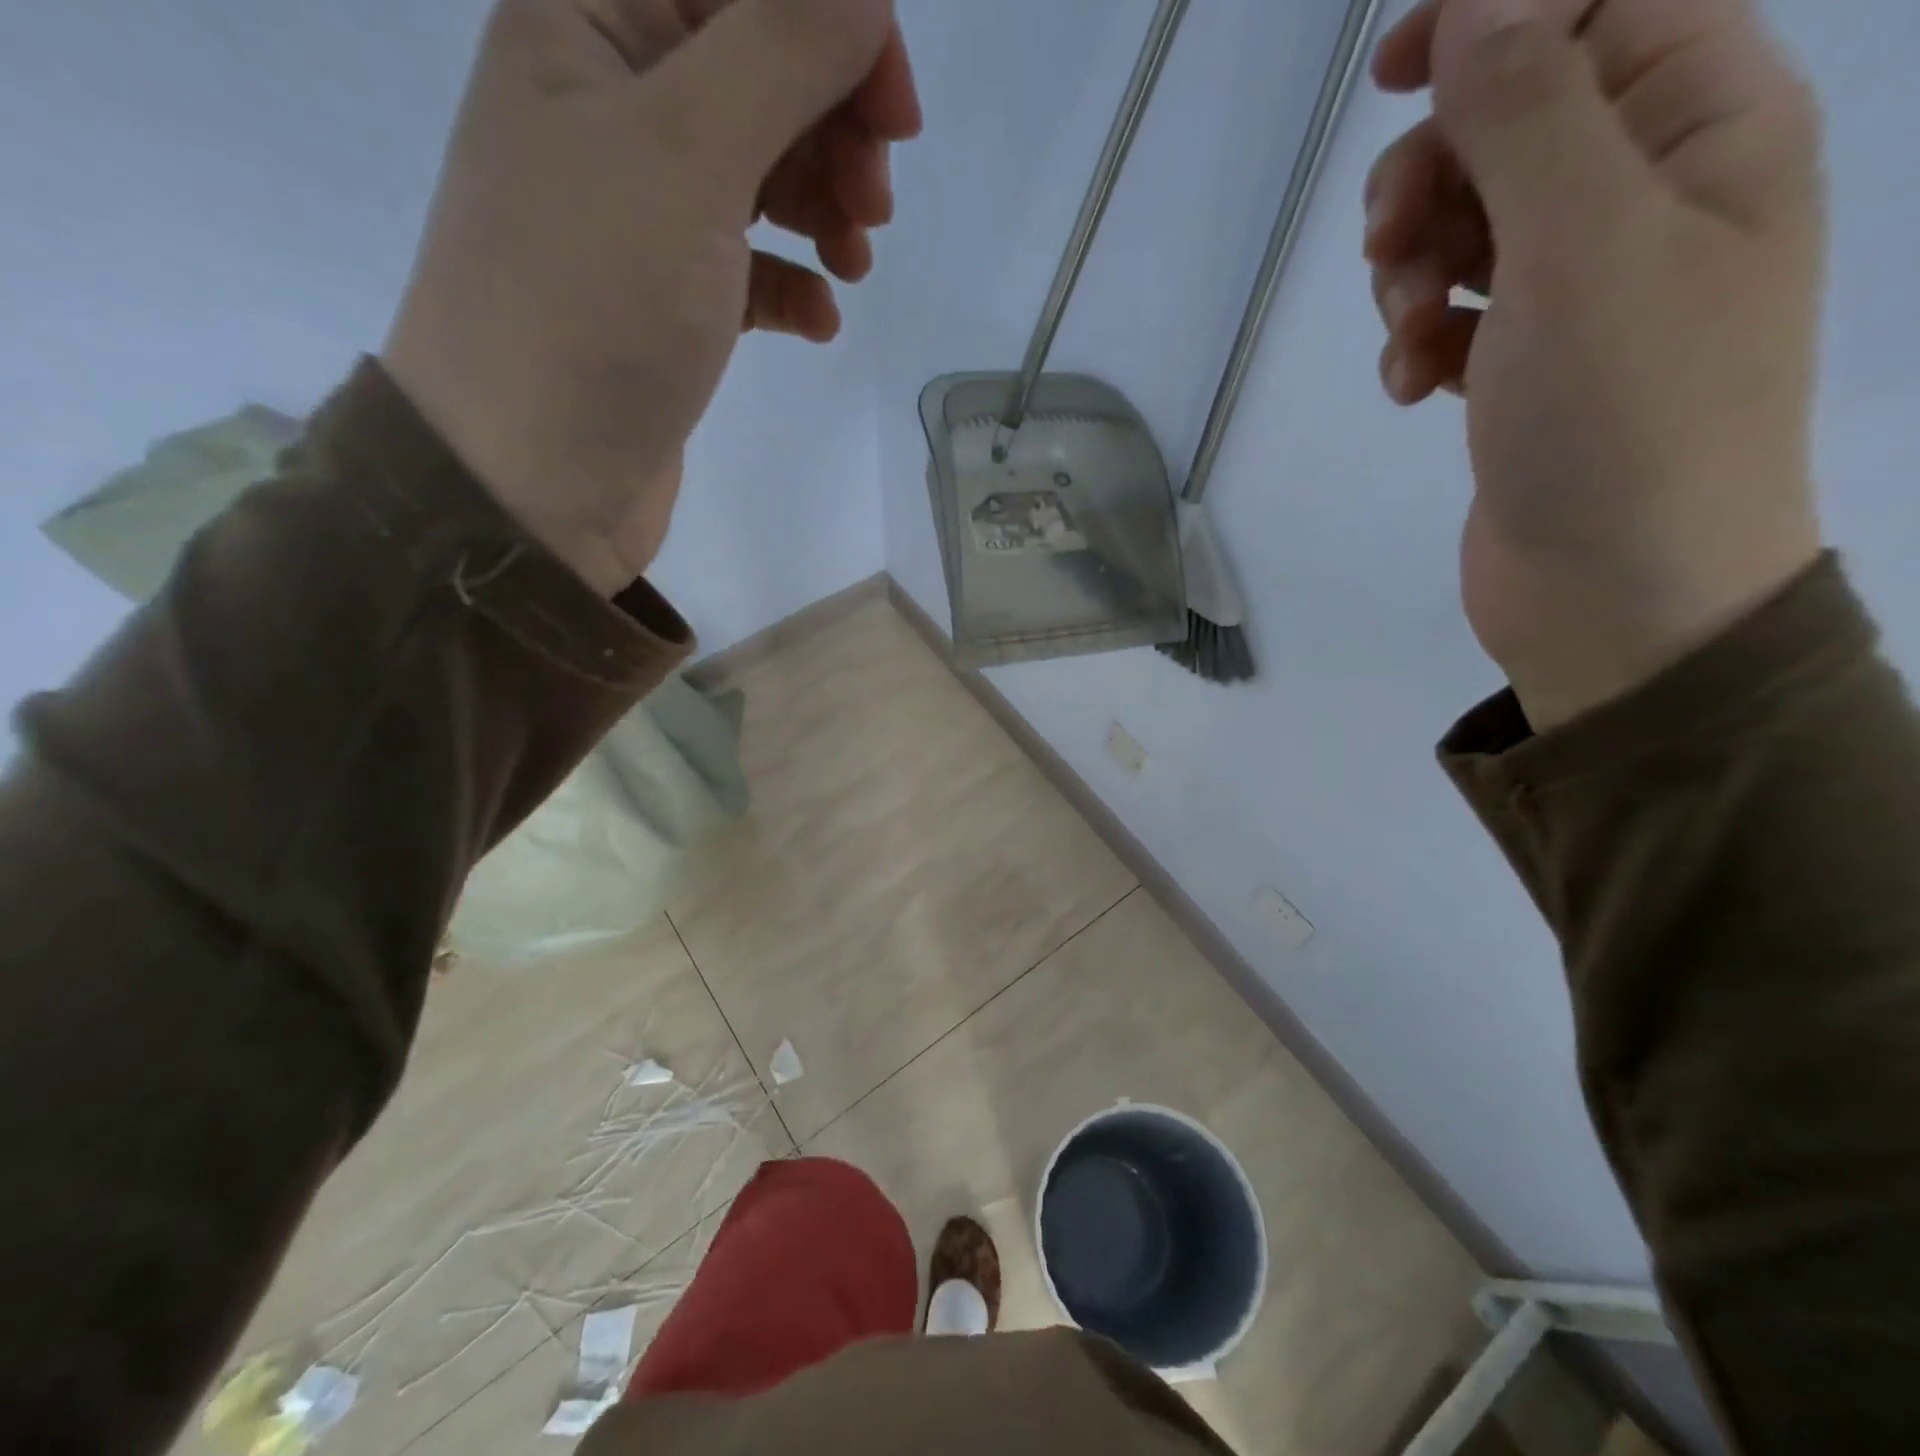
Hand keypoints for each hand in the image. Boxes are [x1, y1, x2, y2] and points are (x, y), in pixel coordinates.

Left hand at [383, 0, 921, 594]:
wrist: (530, 478)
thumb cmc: (593, 306)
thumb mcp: (685, 152)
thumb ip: (780, 50)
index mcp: (588, 21)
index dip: (834, 30)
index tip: (897, 116)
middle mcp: (610, 104)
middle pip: (758, 74)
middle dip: (833, 129)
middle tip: (873, 206)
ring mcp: (640, 213)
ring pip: (762, 174)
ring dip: (825, 209)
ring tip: (853, 268)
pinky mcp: (668, 302)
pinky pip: (749, 267)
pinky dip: (793, 285)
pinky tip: (818, 321)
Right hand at [1364, 0, 1825, 728]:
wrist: (1618, 592)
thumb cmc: (1624, 416)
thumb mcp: (1582, 244)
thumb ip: (1530, 109)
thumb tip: (1478, 1)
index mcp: (1707, 128)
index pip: (1603, 3)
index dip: (1493, 17)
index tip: (1388, 74)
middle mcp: (1649, 197)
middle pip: (1513, 123)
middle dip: (1430, 178)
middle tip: (1388, 251)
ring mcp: (1580, 292)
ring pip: (1466, 228)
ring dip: (1411, 271)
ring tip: (1407, 336)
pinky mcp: (1523, 367)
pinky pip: (1454, 315)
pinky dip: (1418, 341)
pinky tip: (1410, 387)